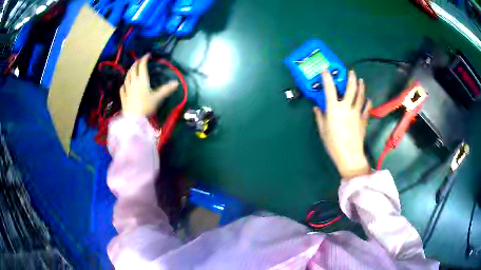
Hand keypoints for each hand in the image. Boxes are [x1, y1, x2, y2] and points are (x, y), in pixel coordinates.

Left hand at [120, 54, 178, 116]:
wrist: (134, 119)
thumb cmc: (146, 107)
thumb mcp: (157, 98)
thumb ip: (166, 89)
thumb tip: (176, 83)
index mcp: (142, 81)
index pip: (142, 67)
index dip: (144, 59)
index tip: (147, 55)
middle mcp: (133, 83)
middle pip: (133, 70)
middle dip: (136, 63)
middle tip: (139, 60)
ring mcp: (127, 90)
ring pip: (127, 77)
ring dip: (129, 71)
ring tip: (131, 69)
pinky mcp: (123, 97)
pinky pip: (122, 89)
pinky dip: (123, 85)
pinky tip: (124, 85)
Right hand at [314, 70, 371, 178]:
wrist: (350, 156)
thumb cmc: (333, 144)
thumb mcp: (323, 130)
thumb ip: (320, 117)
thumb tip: (316, 108)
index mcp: (334, 109)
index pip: (329, 89)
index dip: (327, 78)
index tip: (325, 70)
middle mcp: (346, 107)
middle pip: (350, 89)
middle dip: (350, 78)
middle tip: (351, 72)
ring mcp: (357, 113)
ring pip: (360, 96)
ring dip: (361, 86)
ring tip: (360, 80)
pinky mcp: (363, 120)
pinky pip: (366, 108)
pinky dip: (367, 102)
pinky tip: (368, 99)